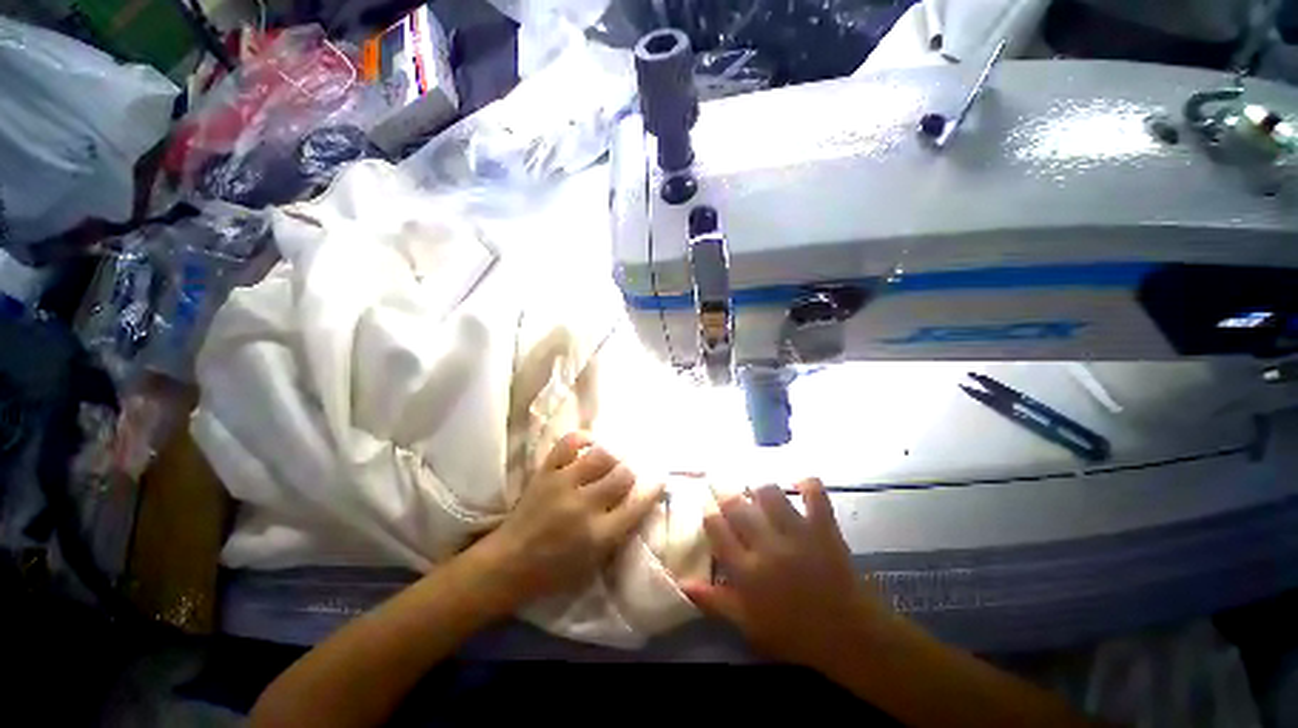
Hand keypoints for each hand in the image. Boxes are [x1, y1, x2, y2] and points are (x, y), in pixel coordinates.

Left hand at [471, 432, 663, 610]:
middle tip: (628, 474)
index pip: (638, 504)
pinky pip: (569, 442)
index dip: (653, 488)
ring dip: (613, 456)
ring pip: (602, 455)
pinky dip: (583, 438)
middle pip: (623, 474)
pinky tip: (590, 443)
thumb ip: (619, 531)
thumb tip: (638, 499)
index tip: (660, 478)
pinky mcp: (546, 471)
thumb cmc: (555, 571)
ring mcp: (563, 484)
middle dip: (631, 472)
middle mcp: (584, 505)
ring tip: (611, 460)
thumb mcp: (595, 562)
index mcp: (599, 535)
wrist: (508, 563)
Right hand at [680, 478, 897, 669]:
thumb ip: (714, 601)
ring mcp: (796, 533)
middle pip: (737, 506)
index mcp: (746, 571)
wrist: (850, 637)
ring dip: (759, 487)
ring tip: (756, 489)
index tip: (707, 505)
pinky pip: (814, 494)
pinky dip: (807, 483)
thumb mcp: (748, 625)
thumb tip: (683, 582)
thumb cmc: (794, 635)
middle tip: (721, 483)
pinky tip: (799, 482)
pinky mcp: (823, 527)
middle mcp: (766, 546)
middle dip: (725, 491)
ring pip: (769, 493)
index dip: (709, 513)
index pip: (716, 529)